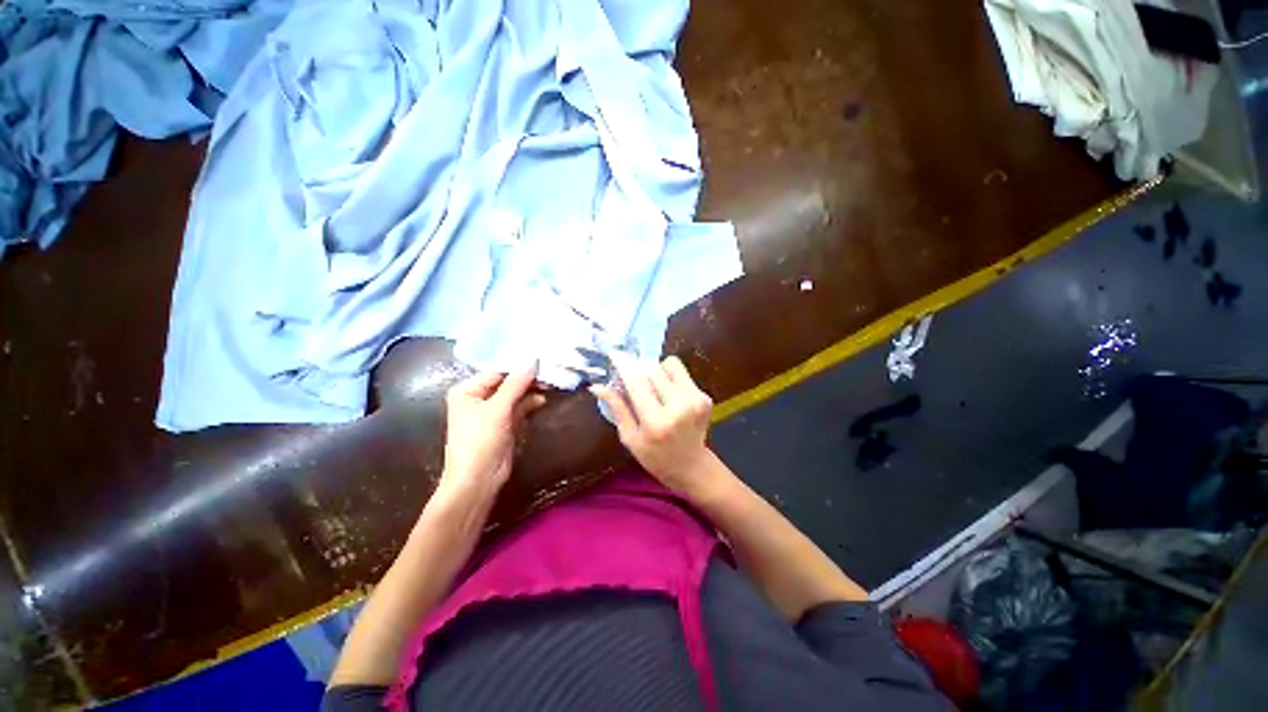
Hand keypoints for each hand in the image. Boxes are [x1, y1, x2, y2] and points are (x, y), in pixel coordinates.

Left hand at [437, 368, 545, 502]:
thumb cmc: (480, 440)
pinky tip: (543, 399)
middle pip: (507, 382)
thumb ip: (515, 384)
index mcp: (467, 391)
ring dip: (531, 391)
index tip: (540, 358)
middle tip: (549, 370)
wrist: (478, 480)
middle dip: (526, 378)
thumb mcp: (498, 409)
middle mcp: (478, 398)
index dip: (517, 366)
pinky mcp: (504, 424)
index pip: (496, 371)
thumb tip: (532, 361)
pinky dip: (530, 403)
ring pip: (515, 395)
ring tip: (550, 383)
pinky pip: (519, 407)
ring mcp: (492, 412)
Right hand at [591, 354, 714, 493]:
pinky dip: (671, 380)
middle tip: (635, 381)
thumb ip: (617, 409)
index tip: (615, 355)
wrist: (692, 466)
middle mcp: (679, 407)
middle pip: (654, 369)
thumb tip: (597, 386)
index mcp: (656, 422)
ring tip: (655, 390)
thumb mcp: (630, 438)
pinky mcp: (705, 397)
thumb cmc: (655, 457)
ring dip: (658, 372)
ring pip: (671, 365)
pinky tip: (670, 398)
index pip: (637, 383)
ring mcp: (696, 400)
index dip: (624, 366)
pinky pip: (682, 375)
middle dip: (640, 370)